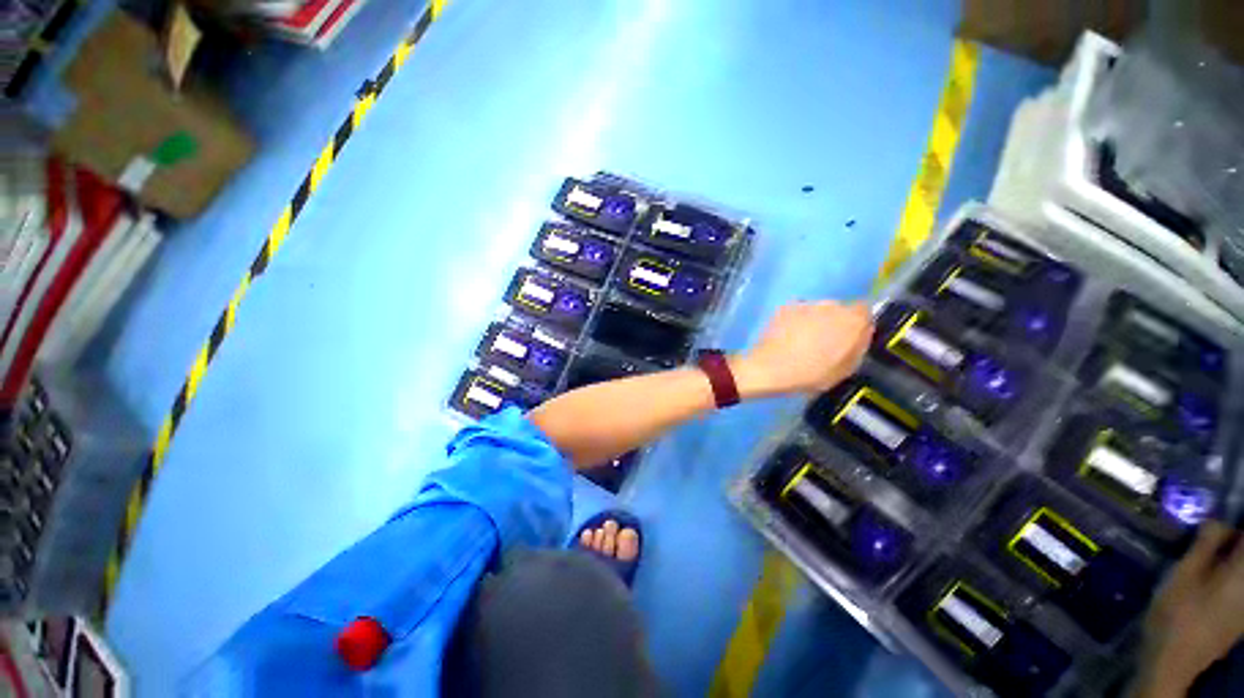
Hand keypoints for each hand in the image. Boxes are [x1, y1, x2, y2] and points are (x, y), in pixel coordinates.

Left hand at [731, 300, 873, 398]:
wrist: (770, 368)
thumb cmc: (811, 374)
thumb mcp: (846, 368)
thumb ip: (858, 346)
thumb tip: (861, 333)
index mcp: (852, 320)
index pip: (864, 310)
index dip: (857, 323)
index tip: (849, 336)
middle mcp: (832, 305)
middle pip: (839, 309)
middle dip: (833, 322)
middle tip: (823, 341)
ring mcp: (806, 304)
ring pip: (817, 310)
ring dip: (813, 320)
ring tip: (801, 340)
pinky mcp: (785, 306)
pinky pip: (796, 312)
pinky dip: (794, 320)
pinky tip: (786, 336)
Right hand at [1133, 522, 1243, 696]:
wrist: (1176, 660)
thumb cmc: (1178, 612)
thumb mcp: (1184, 574)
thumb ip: (1206, 544)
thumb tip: (1220, 520)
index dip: (1237, 519)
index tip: (1221, 513)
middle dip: (1232, 538)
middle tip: (1210, 531)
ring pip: (1240, 569)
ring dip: (1229, 556)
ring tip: (1207, 550)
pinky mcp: (1243, 612)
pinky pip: (1239, 583)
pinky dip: (1230, 572)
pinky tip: (1211, 575)